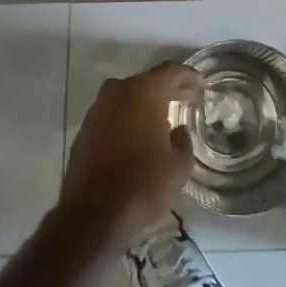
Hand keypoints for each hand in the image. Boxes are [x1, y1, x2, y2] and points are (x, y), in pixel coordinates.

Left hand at [61, 63, 201, 243]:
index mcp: (145, 91)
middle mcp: (118, 91)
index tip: (201, 85)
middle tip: (187, 99)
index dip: (189, 76)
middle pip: (148, 81)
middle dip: (168, 89)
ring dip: (144, 104)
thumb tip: (177, 132)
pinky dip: (127, 120)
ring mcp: (97, 109)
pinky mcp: (84, 129)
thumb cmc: (143, 183)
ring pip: (127, 98)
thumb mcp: (179, 165)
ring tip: (162, 119)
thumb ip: (183, 141)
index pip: (172, 71)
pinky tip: (137, 137)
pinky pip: (112, 115)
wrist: (93, 214)